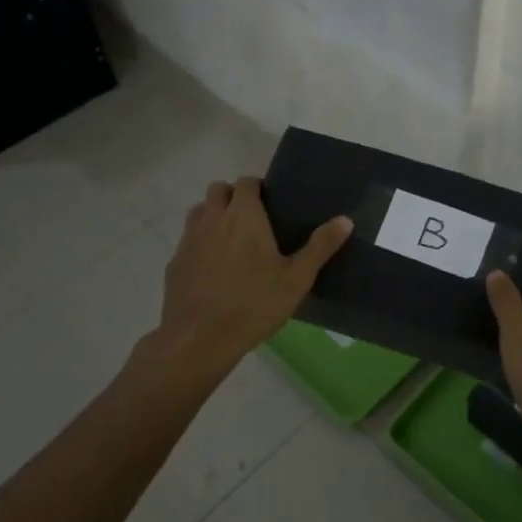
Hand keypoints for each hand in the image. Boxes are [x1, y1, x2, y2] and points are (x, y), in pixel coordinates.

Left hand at [158, 176, 351, 368]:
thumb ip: (320, 246)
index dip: (257, 188)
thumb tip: (345, 220)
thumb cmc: (254, 304)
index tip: (270, 204)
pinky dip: (199, 244)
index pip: (246, 182)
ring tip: (231, 240)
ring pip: (199, 212)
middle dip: (233, 196)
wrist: (200, 338)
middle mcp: (213, 218)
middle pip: (218, 190)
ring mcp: (189, 239)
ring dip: (213, 215)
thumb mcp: (297, 278)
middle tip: (252, 220)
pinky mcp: (175, 262)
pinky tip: (212, 269)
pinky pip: (187, 241)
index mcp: (244, 215)